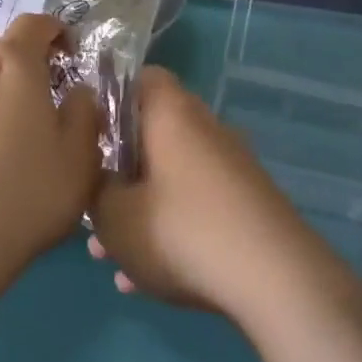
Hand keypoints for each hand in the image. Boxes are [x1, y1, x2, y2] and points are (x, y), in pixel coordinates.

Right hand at [87, 67, 337, 320]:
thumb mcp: (114, 217)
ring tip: (108, 257)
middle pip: (153, 136)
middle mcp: (206, 130)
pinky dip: (169, 235)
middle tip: (91, 203)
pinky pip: (196, 210)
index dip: (109, 98)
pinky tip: (142, 283)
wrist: (275, 279)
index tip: (86, 133)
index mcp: (172, 114)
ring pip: (171, 180)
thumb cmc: (182, 231)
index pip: (140, 78)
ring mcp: (232, 168)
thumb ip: (96, 192)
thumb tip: (102, 181)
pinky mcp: (249, 205)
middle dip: (118, 171)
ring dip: (139, 212)